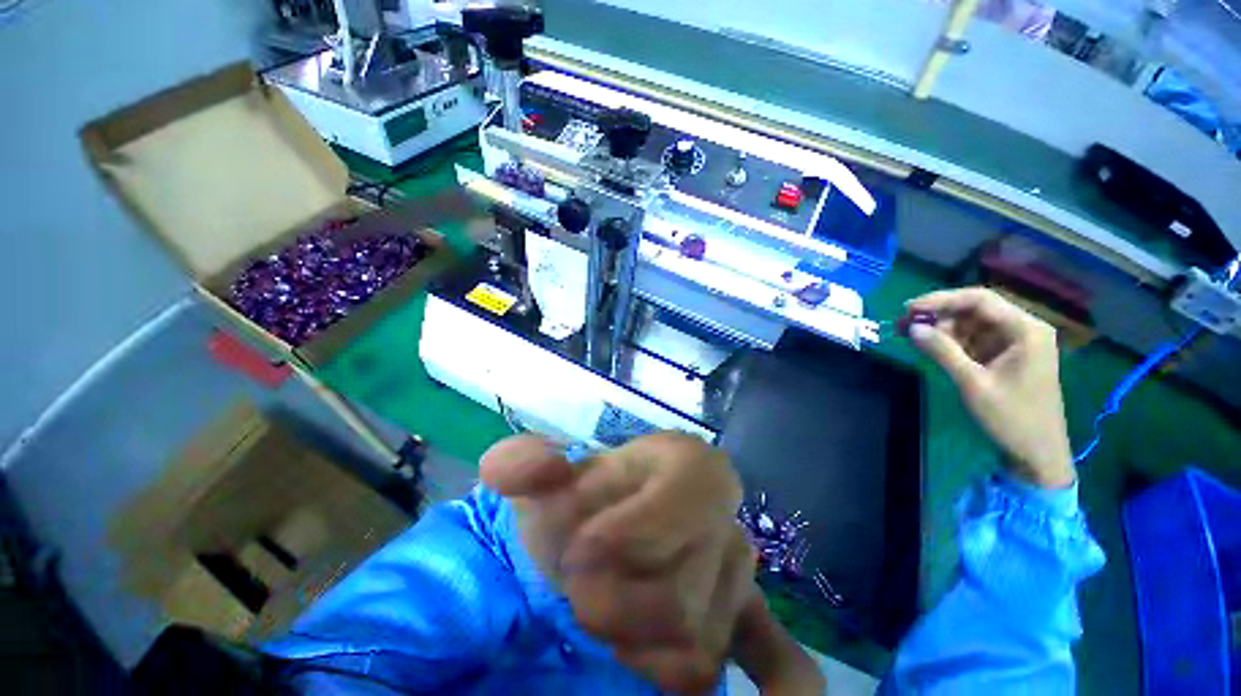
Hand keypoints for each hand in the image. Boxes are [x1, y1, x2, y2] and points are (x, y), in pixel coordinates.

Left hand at [481, 433, 820, 693]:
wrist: (595, 524)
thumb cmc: (573, 497)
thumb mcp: (541, 473)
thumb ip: (523, 462)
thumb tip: (527, 472)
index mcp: (691, 465)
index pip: (687, 503)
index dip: (633, 534)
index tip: (580, 552)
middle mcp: (724, 518)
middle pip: (682, 594)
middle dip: (617, 604)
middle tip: (578, 590)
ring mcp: (737, 577)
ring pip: (697, 646)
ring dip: (634, 645)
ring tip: (605, 614)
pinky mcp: (744, 625)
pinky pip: (781, 663)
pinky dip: (782, 691)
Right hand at [906, 288, 1075, 488]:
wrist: (1037, 452)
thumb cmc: (1011, 417)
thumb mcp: (972, 383)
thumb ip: (942, 351)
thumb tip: (912, 327)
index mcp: (1025, 330)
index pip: (980, 300)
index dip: (941, 300)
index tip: (908, 308)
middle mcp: (1023, 329)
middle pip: (975, 309)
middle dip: (939, 315)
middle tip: (904, 325)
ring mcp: (1015, 342)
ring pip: (971, 324)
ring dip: (942, 329)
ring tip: (912, 338)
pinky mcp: (1006, 356)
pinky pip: (973, 339)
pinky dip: (951, 342)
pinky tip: (931, 348)